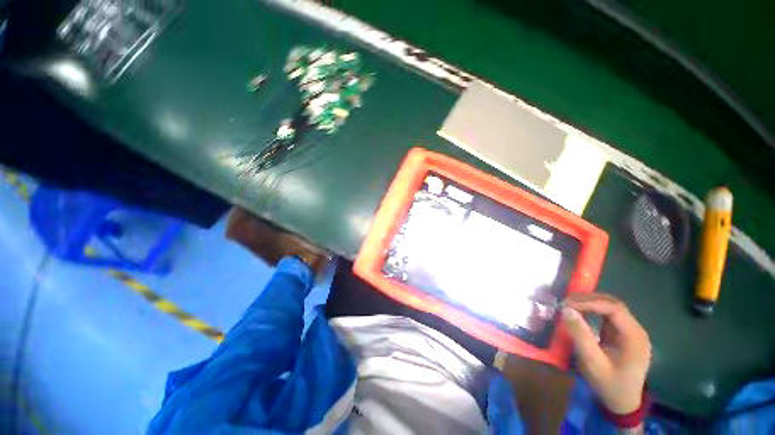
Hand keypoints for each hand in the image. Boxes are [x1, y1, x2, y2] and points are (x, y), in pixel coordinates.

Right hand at [561, 293, 651, 413]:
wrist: (622, 402)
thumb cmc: (609, 384)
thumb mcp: (593, 363)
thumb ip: (581, 336)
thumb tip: (566, 310)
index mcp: (634, 337)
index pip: (615, 309)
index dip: (590, 302)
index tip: (567, 304)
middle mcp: (636, 330)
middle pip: (613, 304)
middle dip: (588, 300)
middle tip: (565, 302)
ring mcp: (630, 332)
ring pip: (610, 307)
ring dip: (589, 303)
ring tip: (569, 305)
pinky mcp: (622, 334)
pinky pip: (607, 315)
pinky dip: (592, 310)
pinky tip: (580, 312)